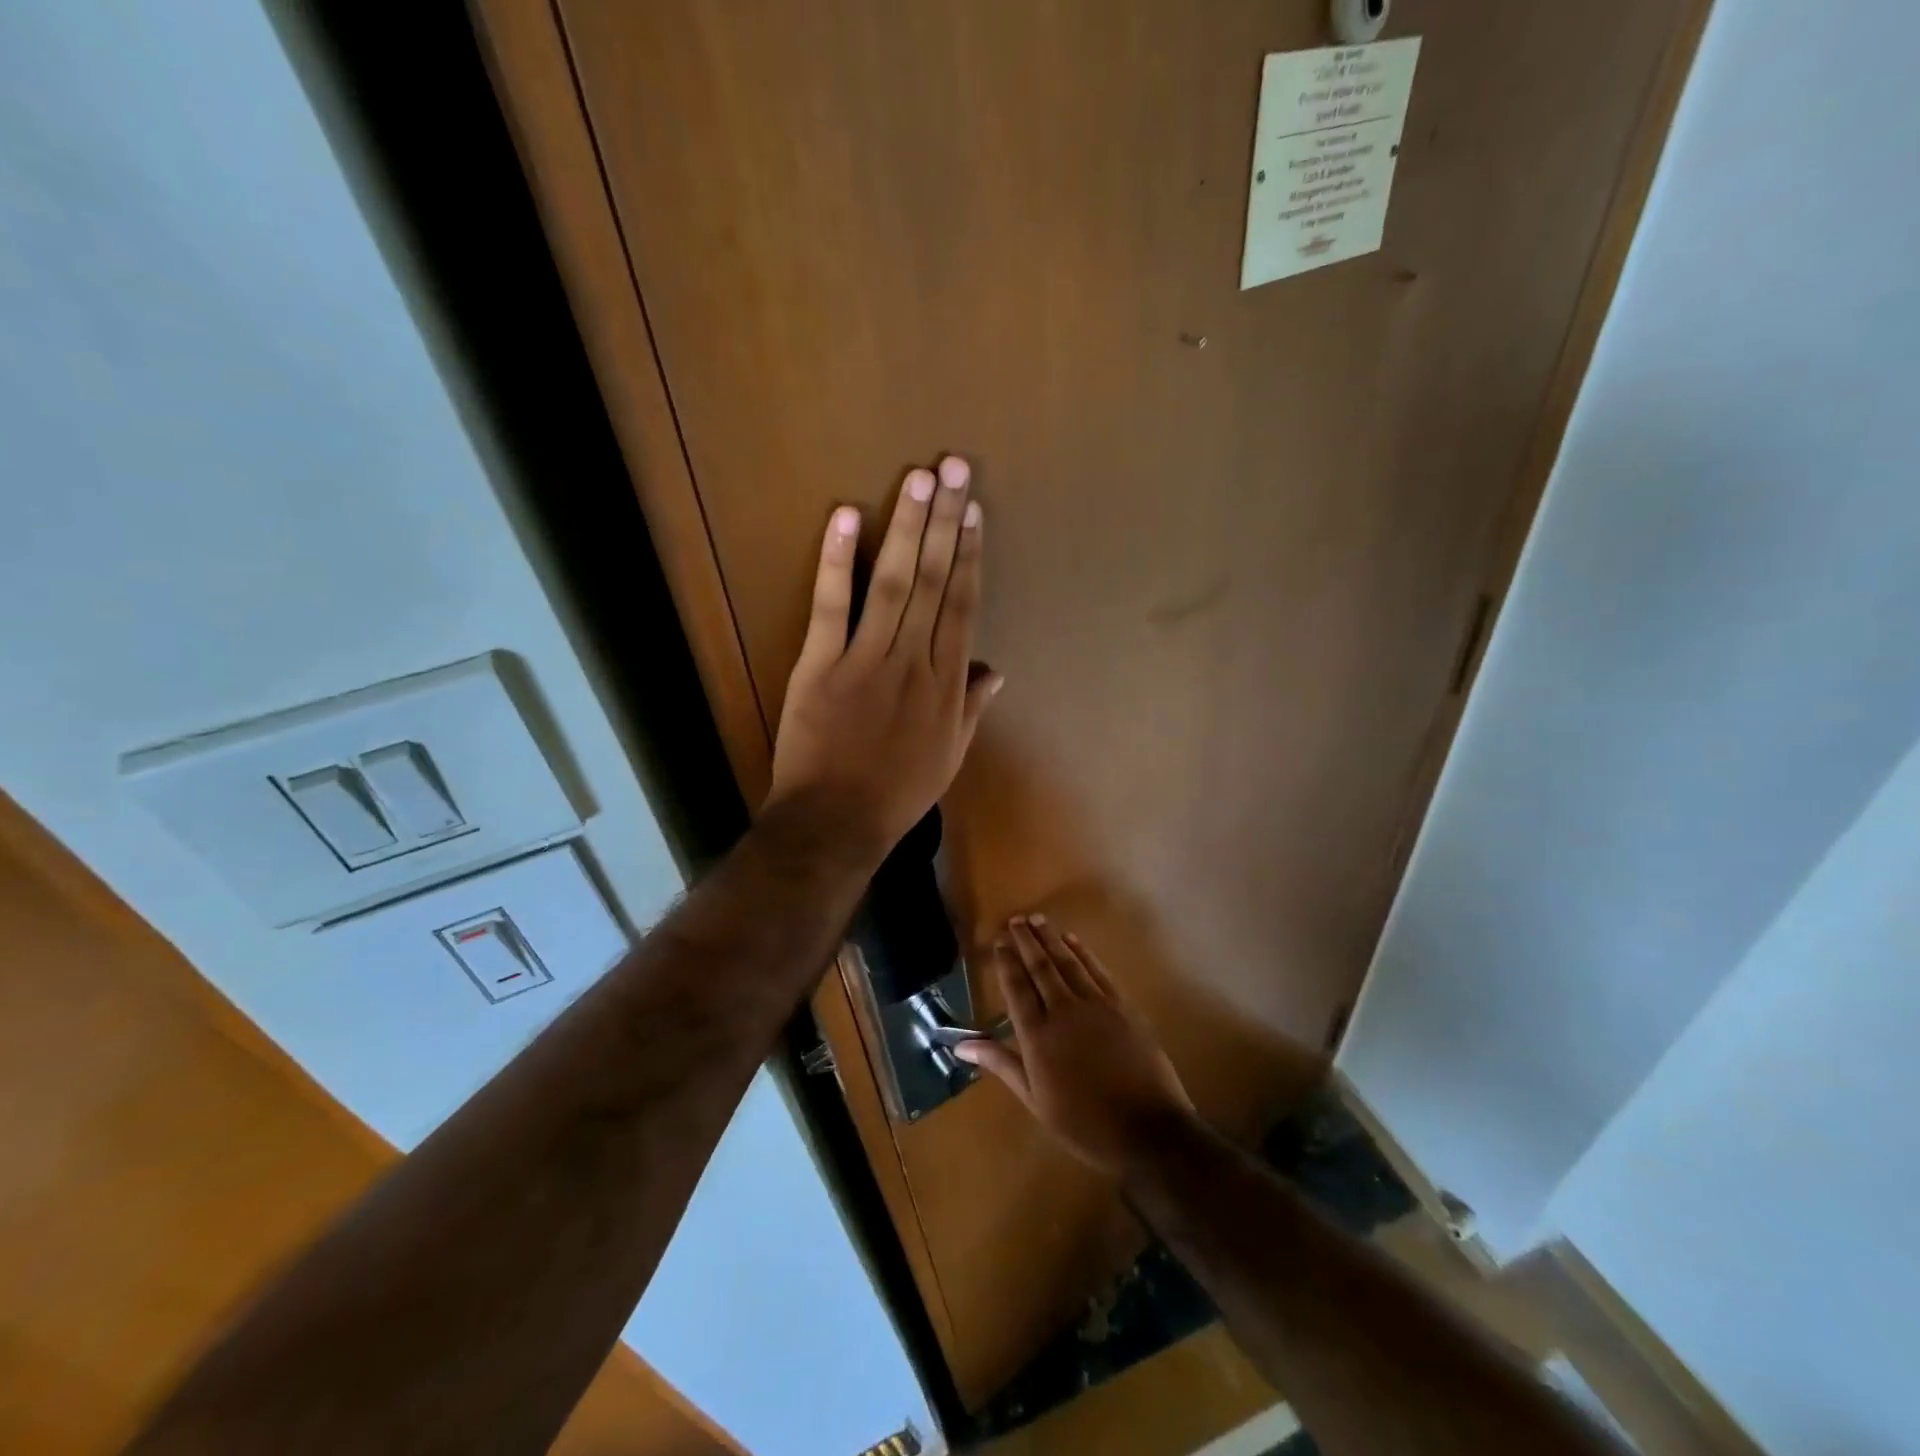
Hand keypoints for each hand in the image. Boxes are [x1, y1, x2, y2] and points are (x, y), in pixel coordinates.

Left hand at [767, 456, 1001, 863]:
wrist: (837, 821)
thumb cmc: (897, 792)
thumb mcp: (950, 756)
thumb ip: (973, 708)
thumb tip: (998, 671)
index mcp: (947, 683)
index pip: (962, 605)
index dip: (968, 555)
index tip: (973, 511)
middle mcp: (914, 661)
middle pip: (933, 581)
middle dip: (944, 521)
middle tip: (952, 467)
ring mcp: (866, 659)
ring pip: (893, 584)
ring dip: (907, 529)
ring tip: (919, 480)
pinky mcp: (820, 664)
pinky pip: (831, 607)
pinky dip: (836, 561)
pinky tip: (846, 517)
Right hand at [956, 915, 1195, 1178]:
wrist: (1148, 1130)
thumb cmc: (1084, 1123)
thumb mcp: (1035, 1100)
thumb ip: (1001, 1064)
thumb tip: (961, 1045)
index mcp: (1037, 1037)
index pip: (1016, 989)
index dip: (1007, 963)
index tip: (999, 942)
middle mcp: (1063, 1012)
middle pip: (1040, 968)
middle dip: (1026, 942)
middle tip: (1016, 920)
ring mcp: (1096, 1006)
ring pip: (1068, 963)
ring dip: (1051, 939)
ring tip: (1037, 919)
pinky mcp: (1122, 1006)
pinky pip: (1097, 971)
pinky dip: (1083, 953)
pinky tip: (1073, 940)